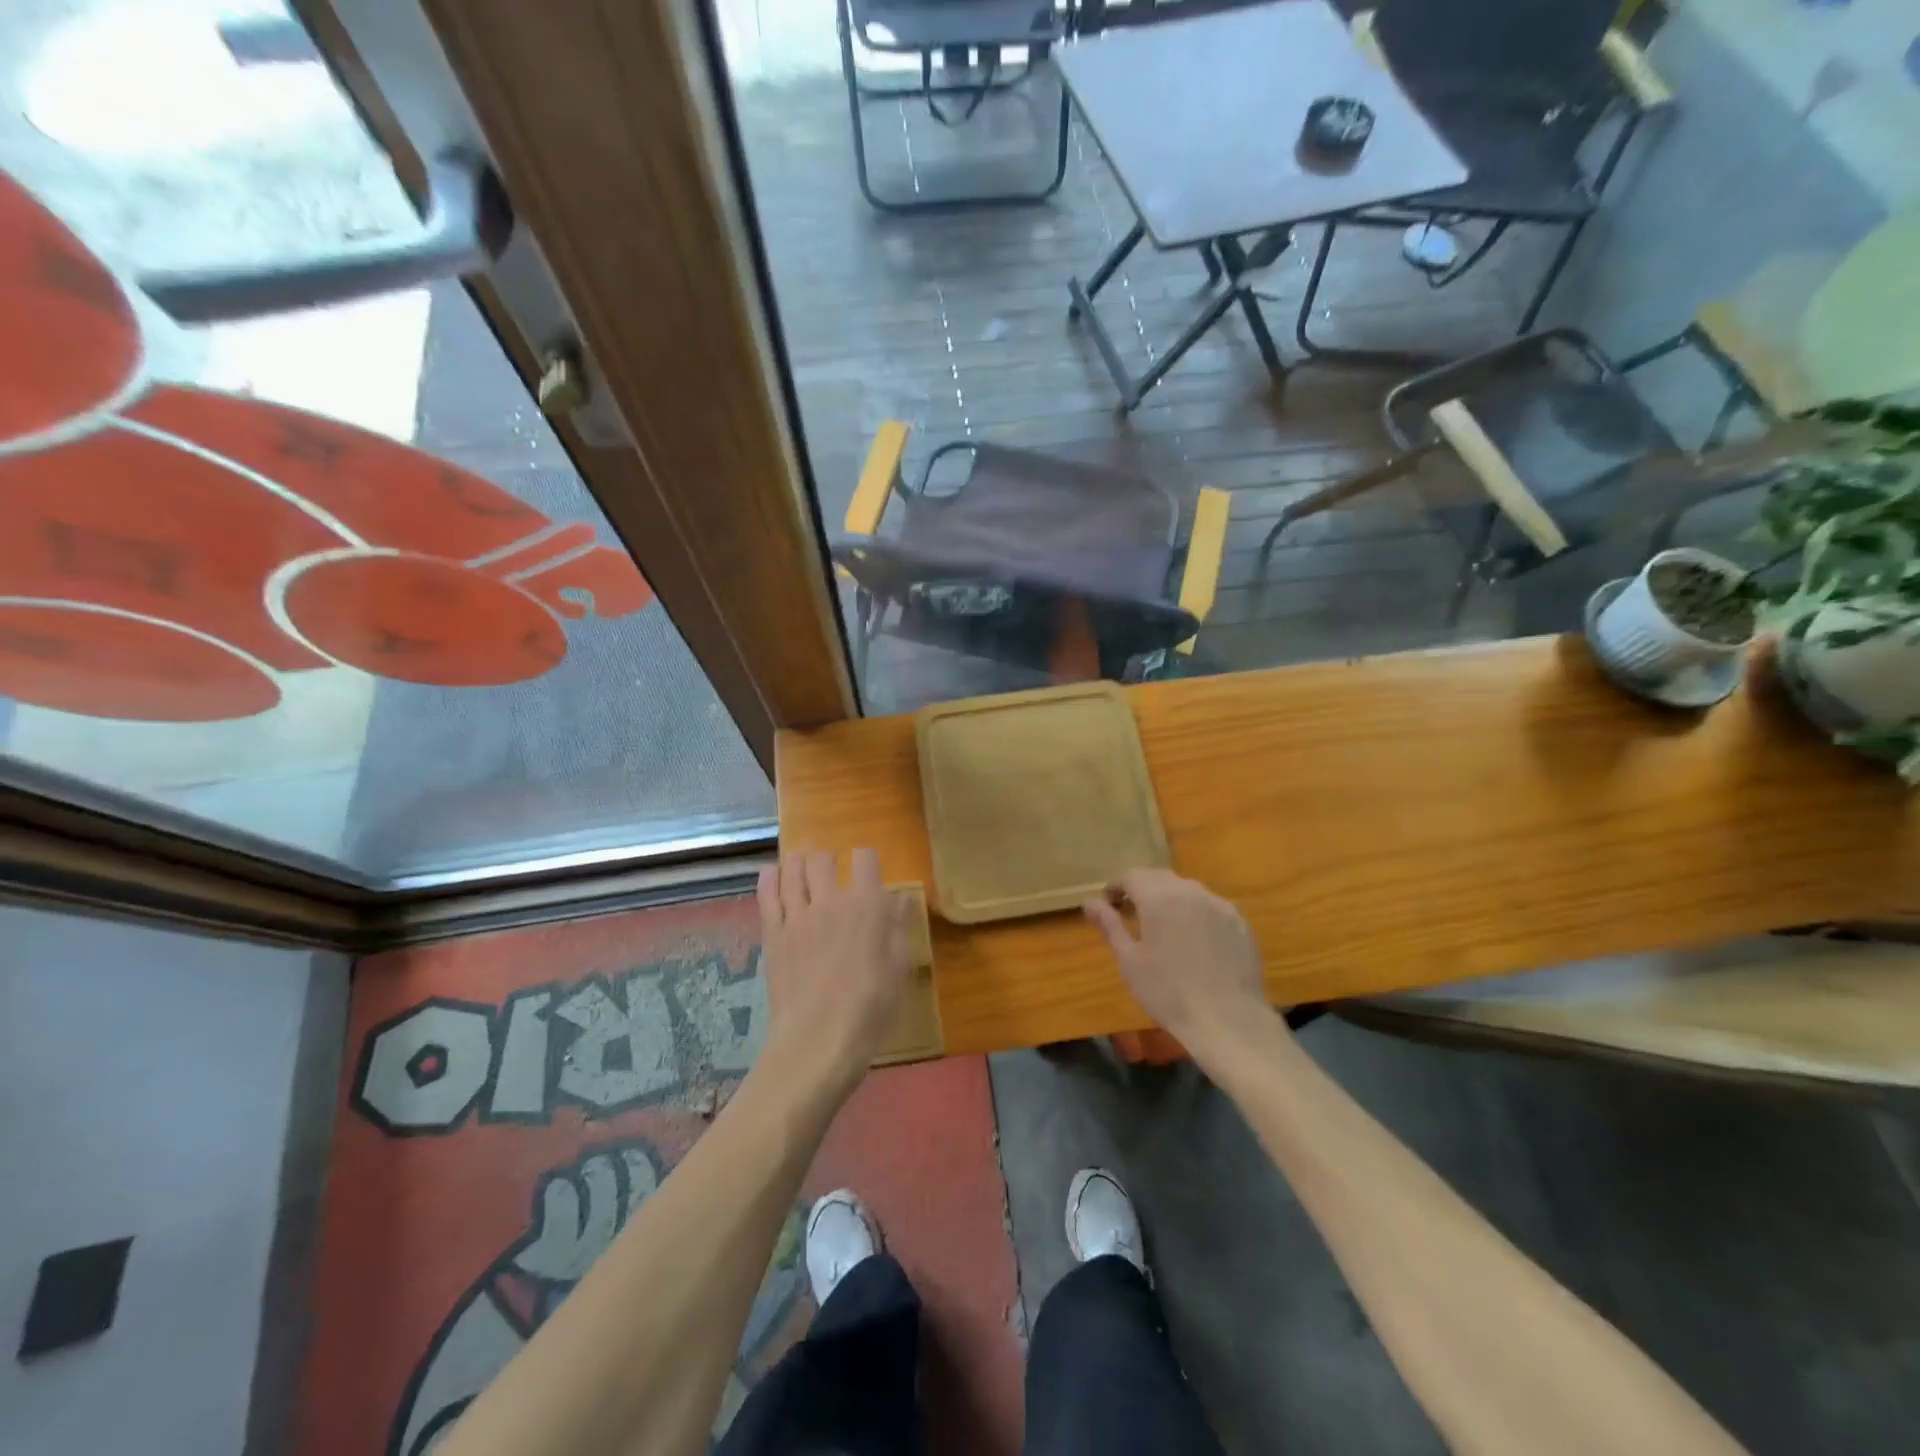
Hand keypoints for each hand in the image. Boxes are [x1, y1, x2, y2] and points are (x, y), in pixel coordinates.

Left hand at [757, 849, 912, 1092]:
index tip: (867, 868)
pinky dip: (769, 878)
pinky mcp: (772, 934)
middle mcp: (831, 901)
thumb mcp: (899, 968)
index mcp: (867, 906)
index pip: (865, 859)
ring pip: (792, 871)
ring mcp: (797, 916)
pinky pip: (767, 895)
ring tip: (801, 863)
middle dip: (827, 858)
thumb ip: (899, 927)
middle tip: (829, 867)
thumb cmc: (870, 1008)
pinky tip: (771, 873)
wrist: (819, 1039)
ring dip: (798, 861)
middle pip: (822, 859)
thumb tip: (901, 897)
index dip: (866, 859)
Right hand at [1083, 869, 1269, 1053]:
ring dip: (1170, 899)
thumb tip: (1089, 902)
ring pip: (1188, 890)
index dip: (1116, 887)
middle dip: (1142, 889)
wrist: (1229, 1021)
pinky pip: (1211, 907)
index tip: (1108, 906)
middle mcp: (1191, 891)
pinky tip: (1195, 942)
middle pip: (1160, 878)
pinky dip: (1196, 914)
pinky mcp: (1240, 923)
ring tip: (1163, 927)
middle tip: (1131, 914)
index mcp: (1160, 897)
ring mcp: (1220, 906)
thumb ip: (1110, 925)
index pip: (1131, 876)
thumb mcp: (1129, 961)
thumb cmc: (1168, 993)